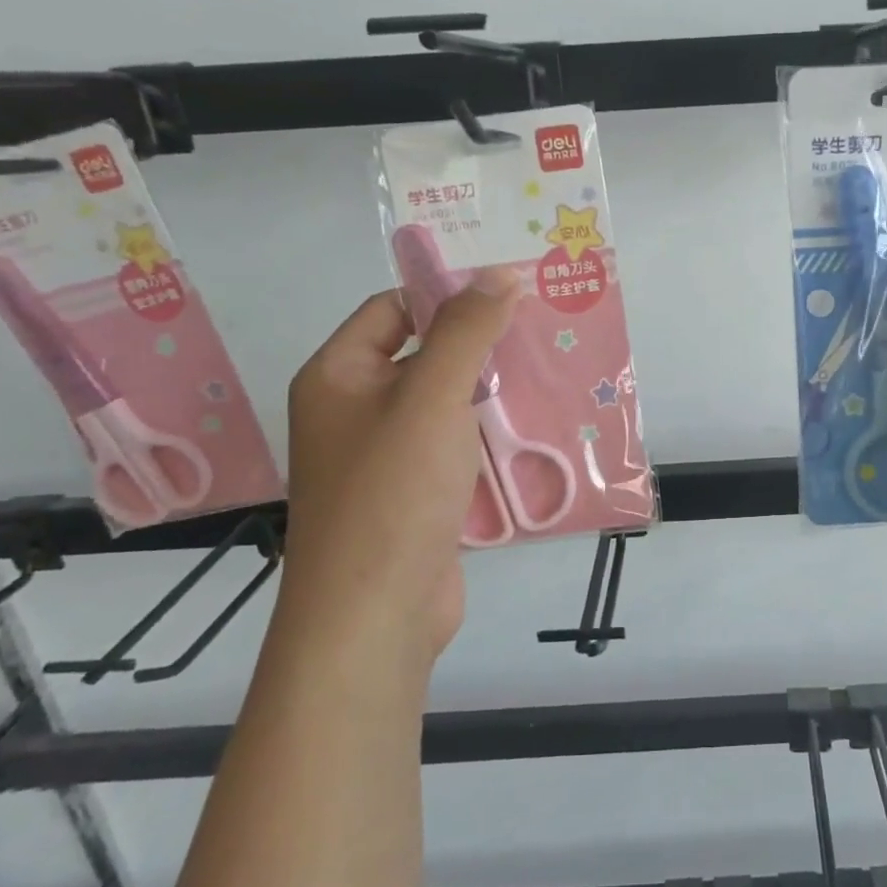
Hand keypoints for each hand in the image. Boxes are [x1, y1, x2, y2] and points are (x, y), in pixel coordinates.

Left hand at [282, 270, 518, 660]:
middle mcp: (354, 410)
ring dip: (488, 390)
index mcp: (337, 376)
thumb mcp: (431, 396)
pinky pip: (453, 445)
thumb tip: (499, 273)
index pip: (393, 309)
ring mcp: (384, 456)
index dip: (446, 294)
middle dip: (478, 344)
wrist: (375, 613)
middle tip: (540, 328)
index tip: (508, 291)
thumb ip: (466, 331)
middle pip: (422, 355)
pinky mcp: (414, 494)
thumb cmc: (393, 491)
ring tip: (548, 370)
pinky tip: (534, 428)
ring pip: (443, 404)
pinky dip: (487, 434)